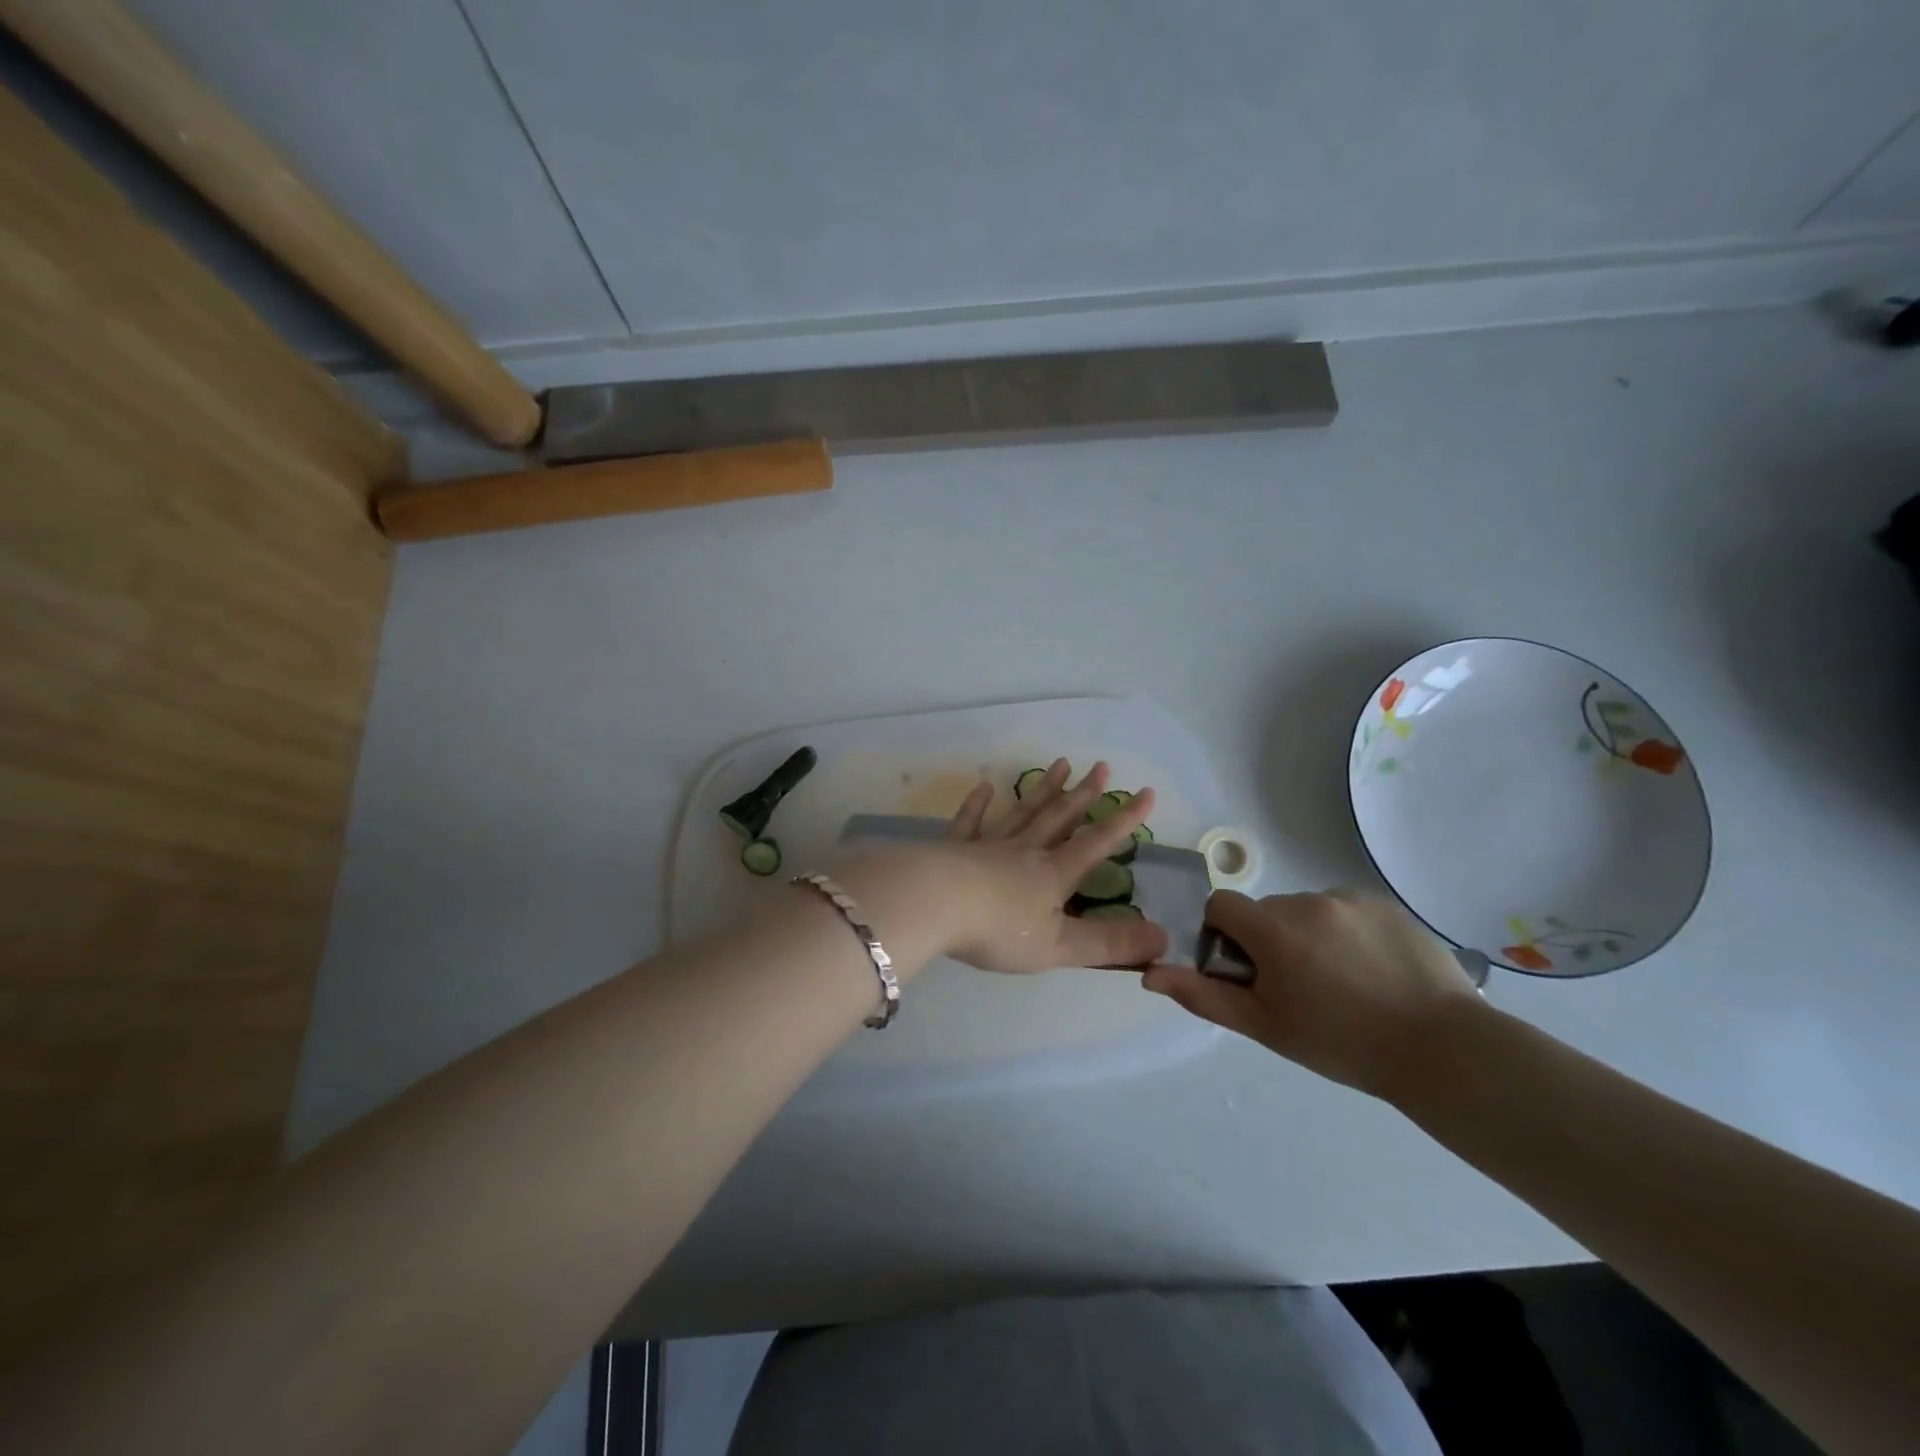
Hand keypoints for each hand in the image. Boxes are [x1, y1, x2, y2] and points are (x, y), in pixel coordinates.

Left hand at [934, 759, 1169, 974]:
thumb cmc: (999, 929)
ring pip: (1023, 812)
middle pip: (1060, 817)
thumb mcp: (1060, 946)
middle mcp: (1026, 851)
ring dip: (1043, 789)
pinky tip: (985, 786)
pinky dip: (977, 804)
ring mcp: (989, 845)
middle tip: (1102, 766)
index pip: (1096, 843)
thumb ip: (1109, 944)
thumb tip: (1163, 939)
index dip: (1124, 820)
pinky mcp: (955, 848)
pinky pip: (970, 822)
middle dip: (1084, 794)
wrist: (935, 904)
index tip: (1147, 792)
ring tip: (1060, 763)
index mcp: (1053, 874)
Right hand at [1141, 889, 1482, 1099]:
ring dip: (1308, 935)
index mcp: (1273, 928)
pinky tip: (1373, 972)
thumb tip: (1149, 973)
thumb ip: (1203, 995)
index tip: (1246, 971)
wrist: (1442, 1051)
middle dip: (1269, 941)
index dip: (1222, 936)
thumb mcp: (1264, 1026)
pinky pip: (1345, 911)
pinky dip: (1346, 933)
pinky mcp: (1386, 905)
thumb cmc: (1341, 1043)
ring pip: (1306, 910)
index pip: (1221, 906)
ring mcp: (1351, 899)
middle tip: (1298, 988)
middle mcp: (1307, 900)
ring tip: (1343, 983)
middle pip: (1265, 911)